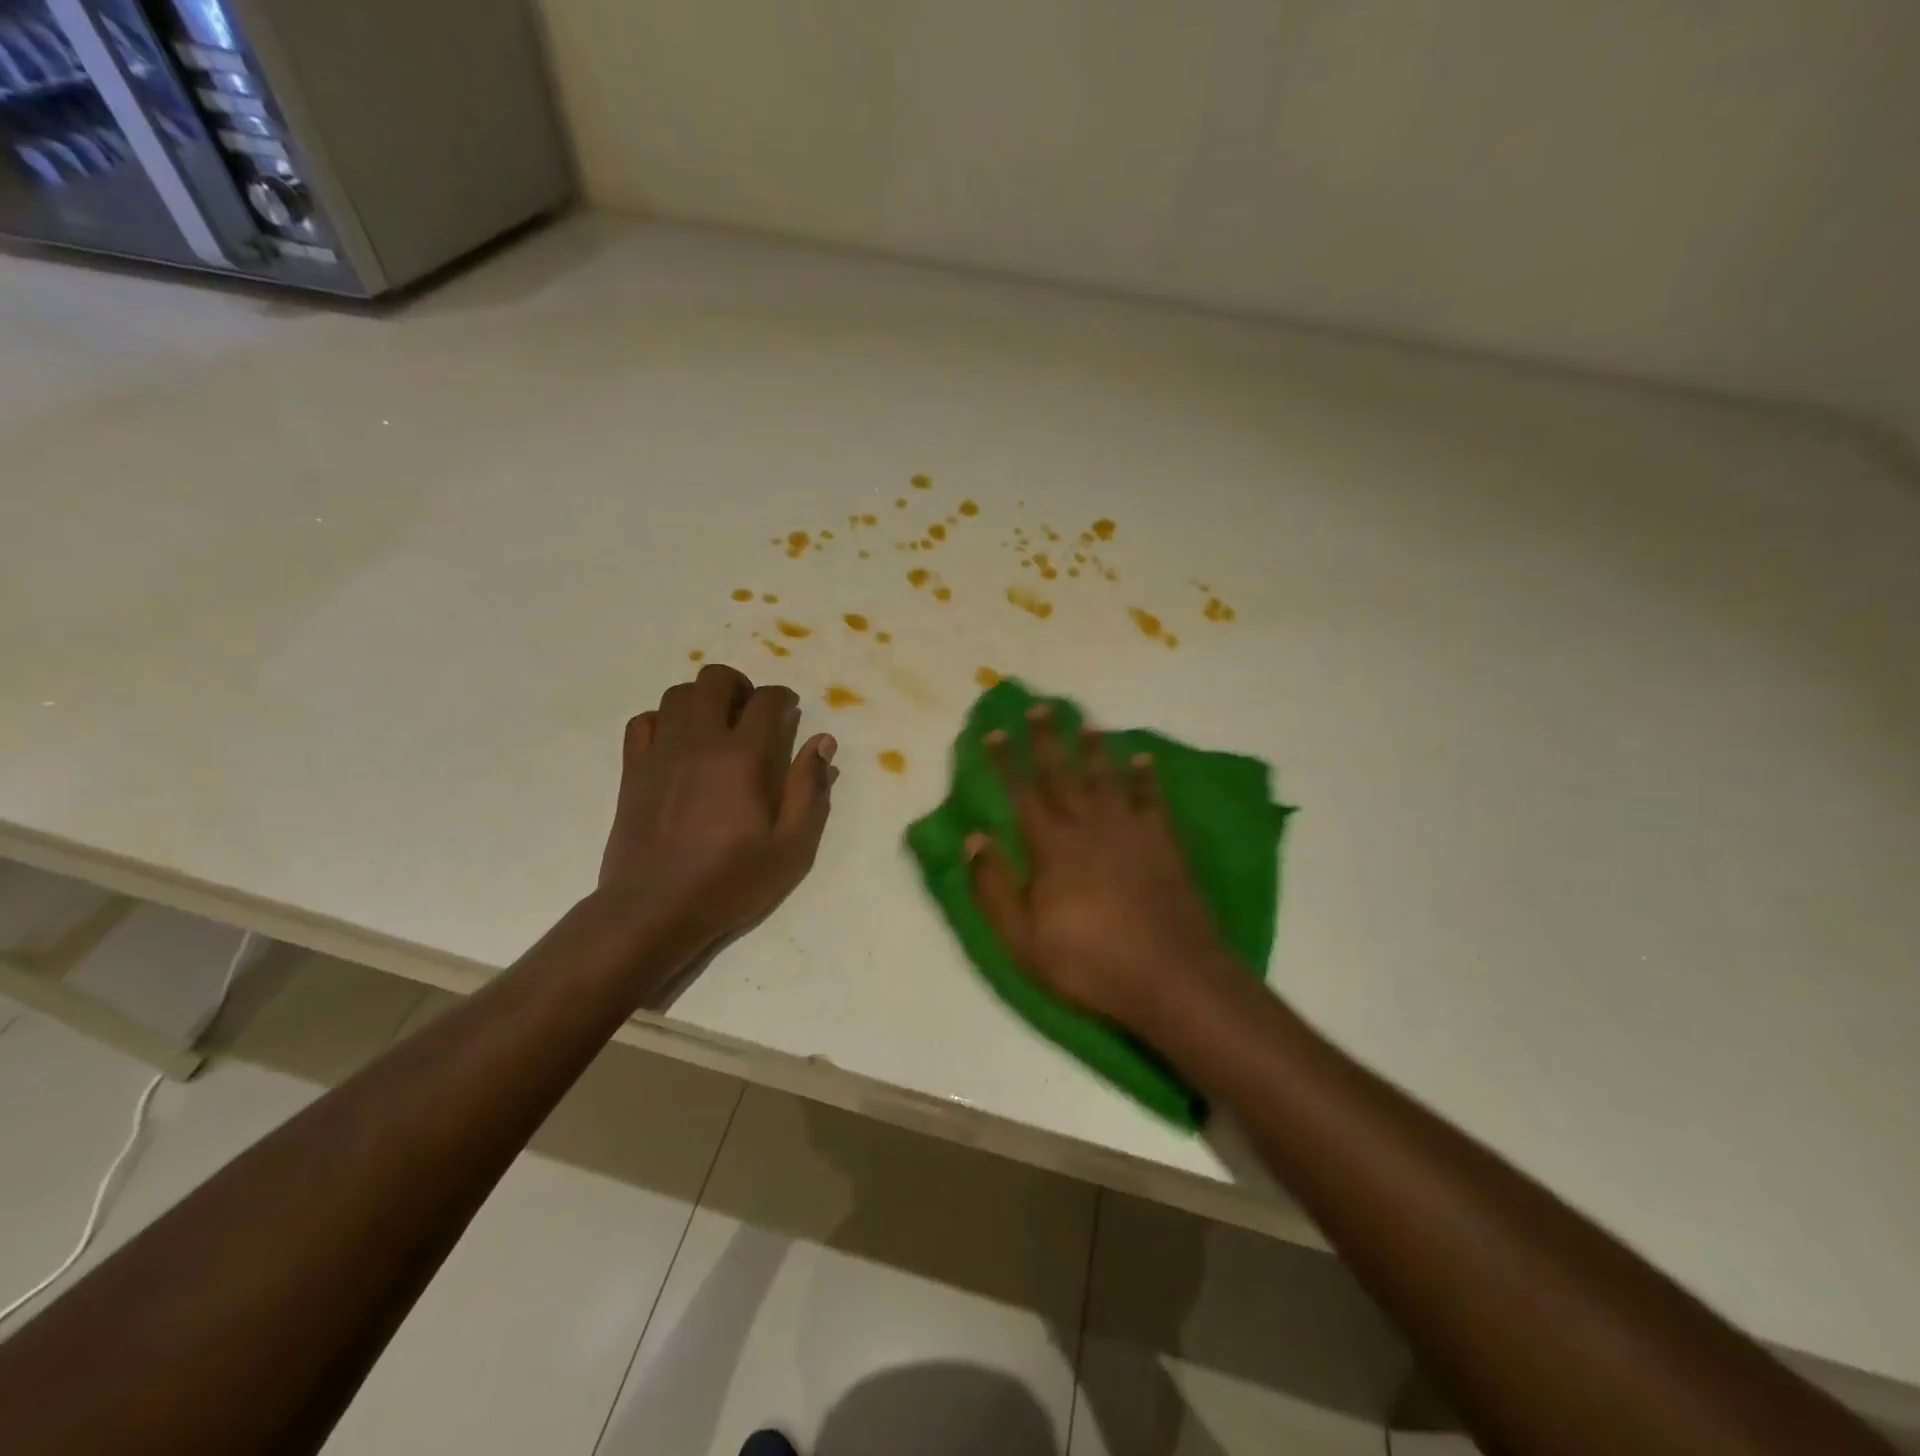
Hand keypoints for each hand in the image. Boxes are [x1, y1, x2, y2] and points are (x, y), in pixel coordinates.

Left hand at [598, 663, 836, 952]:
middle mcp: (698, 742)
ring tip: (717, 726)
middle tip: (752, 714)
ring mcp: (660, 752)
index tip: (790, 710)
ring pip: (677, 694)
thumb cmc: (730, 882)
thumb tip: (822, 743)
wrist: (654, 911)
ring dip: (703, 699)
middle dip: (740, 686)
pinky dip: (664, 720)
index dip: (783, 698)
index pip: (765, 701)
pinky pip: (643, 721)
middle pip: (714, 680)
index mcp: (742, 758)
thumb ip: (809, 790)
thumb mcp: (791, 847)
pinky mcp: (632, 769)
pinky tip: (677, 744)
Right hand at [965, 704, 1239, 1029]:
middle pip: (1063, 774)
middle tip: (1041, 707)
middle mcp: (1089, 827)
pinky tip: (1144, 759)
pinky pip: (1152, 799)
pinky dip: (1146, 776)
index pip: (1022, 794)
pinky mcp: (1163, 843)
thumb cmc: (1090, 963)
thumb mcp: (1023, 940)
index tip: (993, 732)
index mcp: (1052, 848)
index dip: (1004, 762)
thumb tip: (974, 838)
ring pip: (1106, 778)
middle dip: (1047, 740)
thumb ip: (994, 888)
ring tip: (1088, 724)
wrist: (1171, 976)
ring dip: (1095, 749)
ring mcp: (1130, 832)